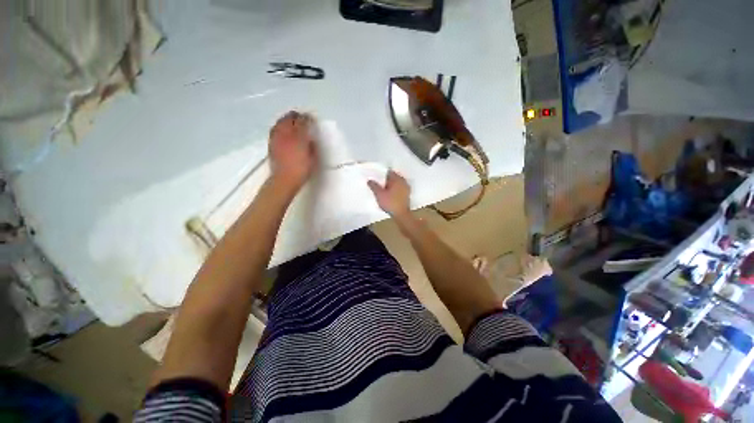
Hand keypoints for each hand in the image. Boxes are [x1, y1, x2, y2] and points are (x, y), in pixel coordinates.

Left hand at [269, 111, 317, 191]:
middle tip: (303, 118)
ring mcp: (277, 137)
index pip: (303, 121)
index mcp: (299, 137)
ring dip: (287, 119)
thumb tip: (310, 138)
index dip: (308, 118)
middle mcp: (286, 133)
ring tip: (292, 121)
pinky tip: (283, 129)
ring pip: (281, 121)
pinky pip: (275, 128)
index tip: (312, 119)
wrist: (284, 179)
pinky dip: (280, 126)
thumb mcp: (313, 158)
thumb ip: (312, 146)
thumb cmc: (302, 170)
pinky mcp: (271, 142)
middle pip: (290, 117)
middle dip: (297, 116)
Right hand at [368, 170, 410, 217]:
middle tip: (379, 184)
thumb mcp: (379, 194)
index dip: (382, 175)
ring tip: (383, 190)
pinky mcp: (407, 195)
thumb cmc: (390, 203)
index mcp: (397, 179)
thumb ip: (374, 186)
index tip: (376, 178)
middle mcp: (403, 181)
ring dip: (391, 186)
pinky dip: (395, 191)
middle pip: (393, 177)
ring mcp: (406, 188)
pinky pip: (399, 189)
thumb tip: (369, 180)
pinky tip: (389, 195)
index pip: (389, 172)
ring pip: (397, 184)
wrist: (401, 214)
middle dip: (386, 180)